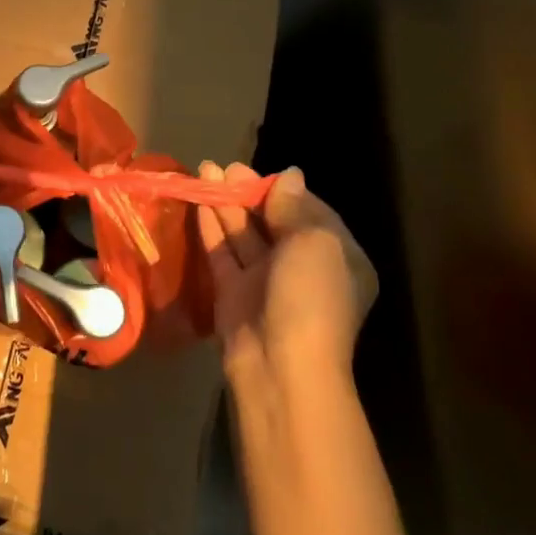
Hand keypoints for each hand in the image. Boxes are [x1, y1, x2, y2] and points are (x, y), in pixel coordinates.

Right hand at [196, 163, 377, 384]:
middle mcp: (303, 268)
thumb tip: (289, 176)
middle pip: (273, 221)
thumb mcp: (314, 243)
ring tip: (205, 171)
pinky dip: (211, 227)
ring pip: (244, 234)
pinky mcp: (234, 294)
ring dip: (226, 203)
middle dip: (249, 192)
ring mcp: (266, 282)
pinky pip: (222, 253)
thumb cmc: (310, 297)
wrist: (280, 366)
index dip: (284, 190)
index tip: (260, 172)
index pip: (311, 212)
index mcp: (337, 258)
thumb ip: (294, 207)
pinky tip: (198, 203)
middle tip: (224, 167)